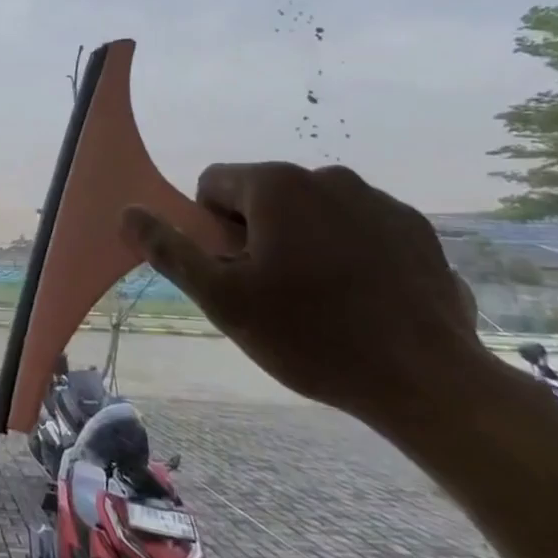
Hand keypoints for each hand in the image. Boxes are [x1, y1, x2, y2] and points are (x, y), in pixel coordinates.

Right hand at [122, 162, 492, 434]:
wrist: (430, 382)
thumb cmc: (312, 337)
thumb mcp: (223, 299)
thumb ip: (171, 250)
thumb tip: (128, 212)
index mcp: (276, 185)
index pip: (214, 184)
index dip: (210, 229)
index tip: (234, 273)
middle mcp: (327, 176)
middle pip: (264, 196)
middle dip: (257, 235)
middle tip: (273, 293)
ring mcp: (378, 199)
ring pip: (312, 211)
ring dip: (302, 242)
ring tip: (321, 301)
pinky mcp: (416, 228)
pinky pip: (358, 227)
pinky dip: (348, 252)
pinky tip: (363, 300)